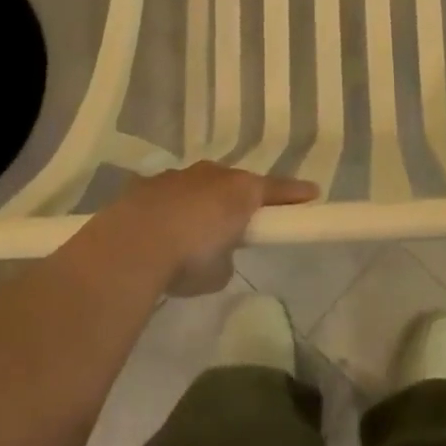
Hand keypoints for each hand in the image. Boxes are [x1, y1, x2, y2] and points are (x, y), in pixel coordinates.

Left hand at [97, 161, 317, 295]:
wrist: (132, 245)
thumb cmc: (189, 258)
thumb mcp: (220, 270)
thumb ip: (227, 255)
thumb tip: (217, 253)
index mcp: (240, 190)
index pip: (276, 190)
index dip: (295, 194)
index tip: (313, 194)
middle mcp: (211, 175)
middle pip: (234, 183)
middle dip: (239, 200)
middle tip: (239, 223)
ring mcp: (176, 176)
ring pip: (198, 186)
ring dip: (200, 203)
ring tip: (191, 233)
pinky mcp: (145, 186)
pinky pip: (167, 196)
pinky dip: (169, 210)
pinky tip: (158, 233)